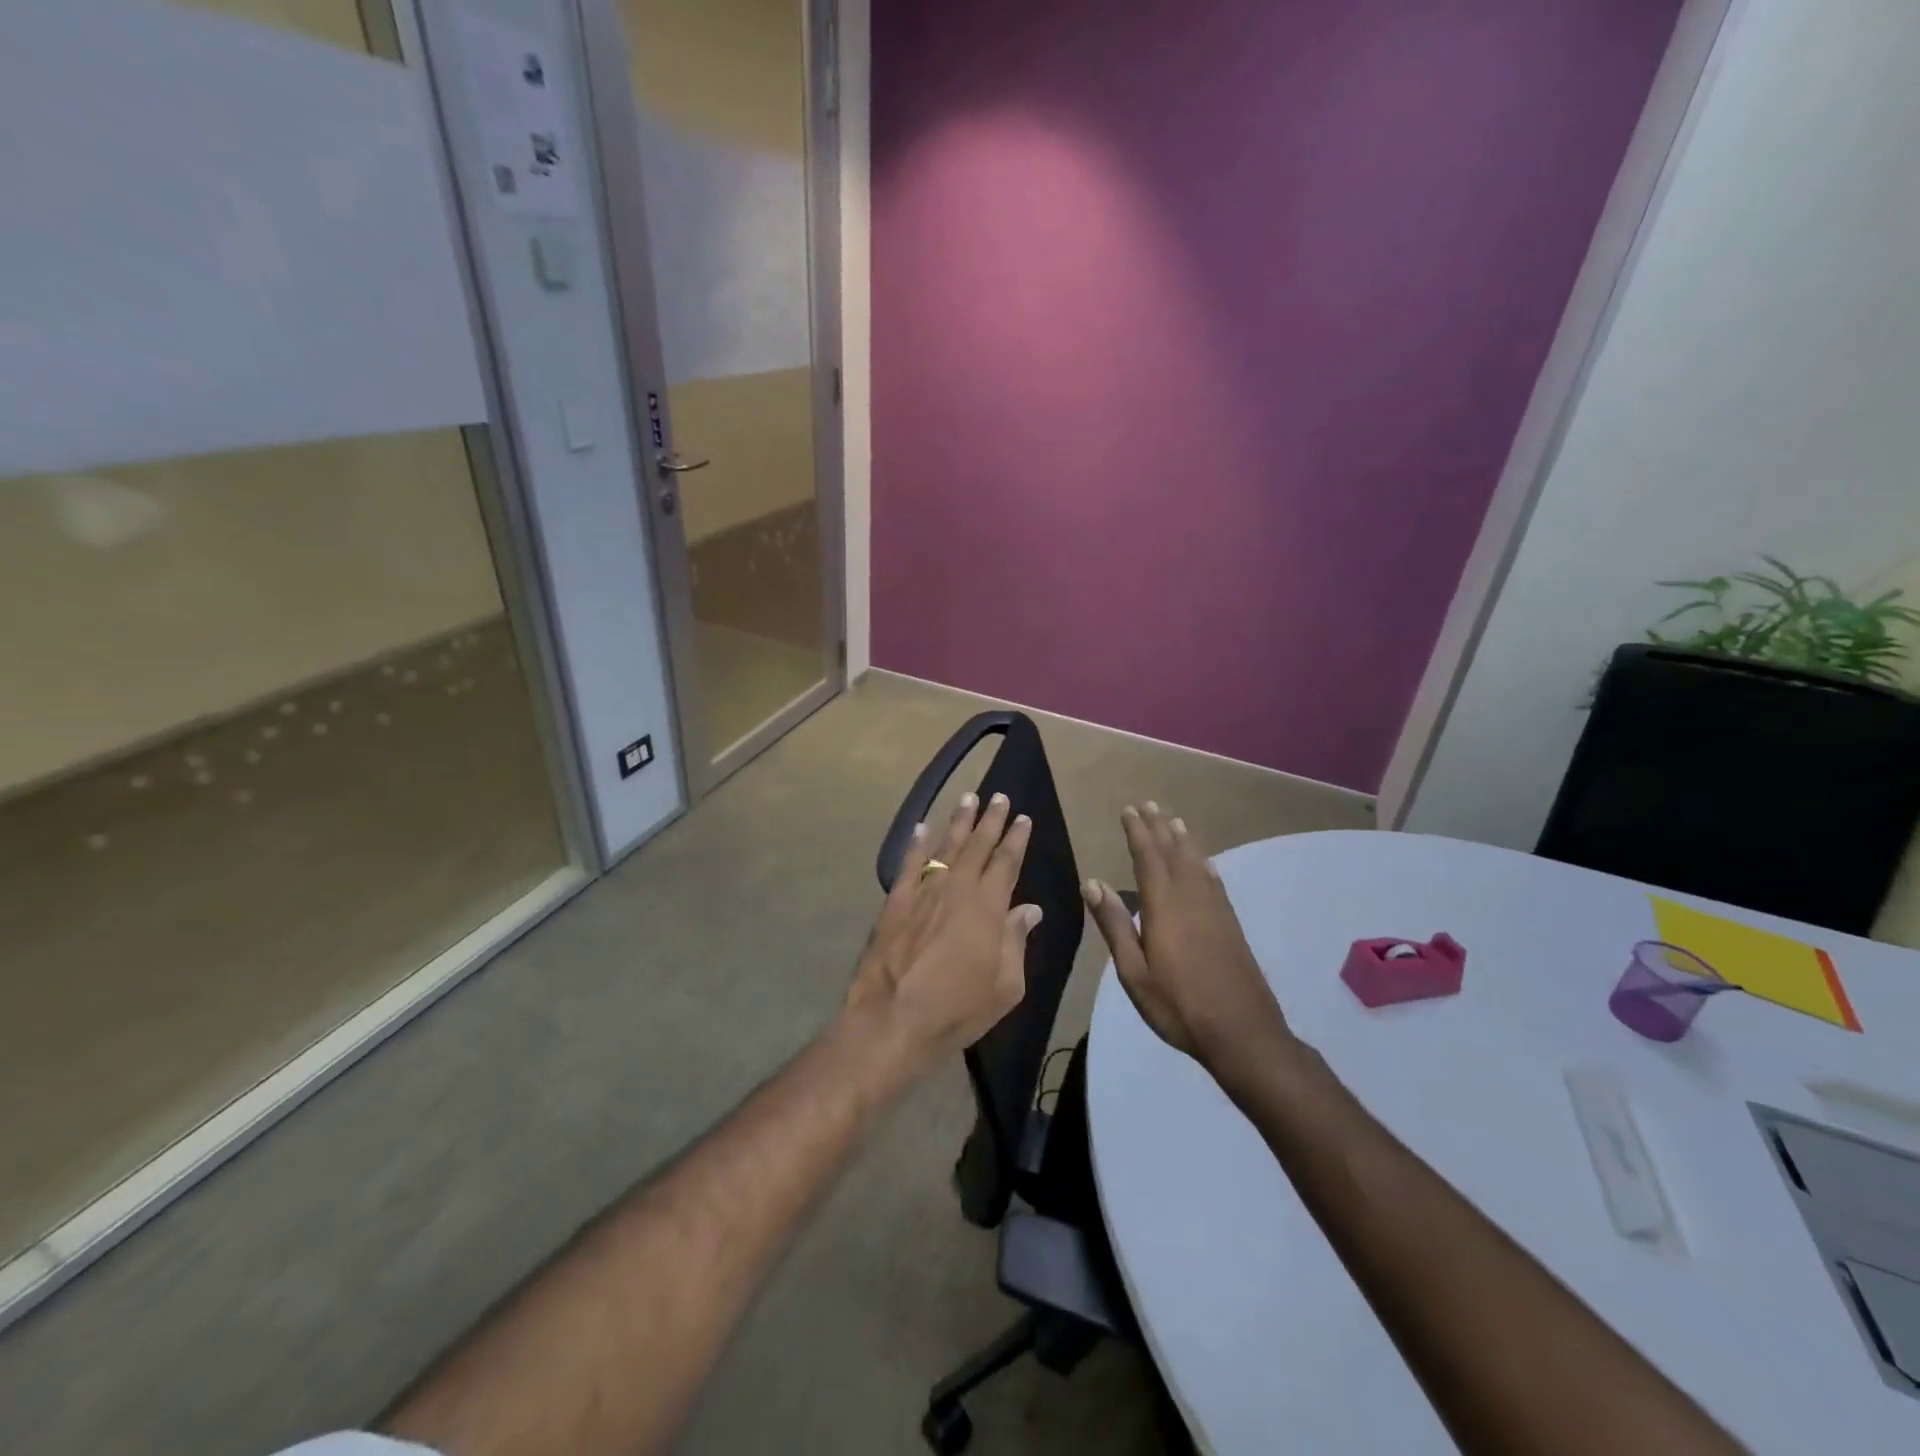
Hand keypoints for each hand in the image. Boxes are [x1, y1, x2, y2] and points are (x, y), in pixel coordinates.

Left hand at [846, 791, 1040, 1079]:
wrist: (893, 1020)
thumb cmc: (957, 1009)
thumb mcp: (1005, 986)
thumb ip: (1016, 941)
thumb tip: (1029, 909)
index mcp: (988, 907)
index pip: (1006, 862)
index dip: (1016, 839)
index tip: (1023, 819)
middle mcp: (957, 889)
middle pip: (977, 846)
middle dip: (991, 820)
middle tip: (1000, 797)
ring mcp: (923, 892)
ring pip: (945, 847)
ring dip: (958, 822)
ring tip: (968, 798)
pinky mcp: (895, 902)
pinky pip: (909, 864)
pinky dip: (916, 843)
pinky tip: (922, 827)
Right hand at [1082, 803, 1293, 1078]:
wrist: (1242, 1032)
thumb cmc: (1178, 1005)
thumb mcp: (1134, 972)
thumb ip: (1115, 925)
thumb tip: (1092, 883)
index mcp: (1164, 907)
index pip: (1148, 858)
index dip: (1137, 832)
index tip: (1128, 811)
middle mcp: (1191, 898)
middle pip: (1173, 853)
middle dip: (1158, 827)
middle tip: (1148, 804)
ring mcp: (1215, 909)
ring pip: (1196, 862)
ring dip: (1182, 840)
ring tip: (1173, 821)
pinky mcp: (1230, 923)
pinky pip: (1214, 880)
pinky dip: (1204, 863)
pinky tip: (1203, 862)